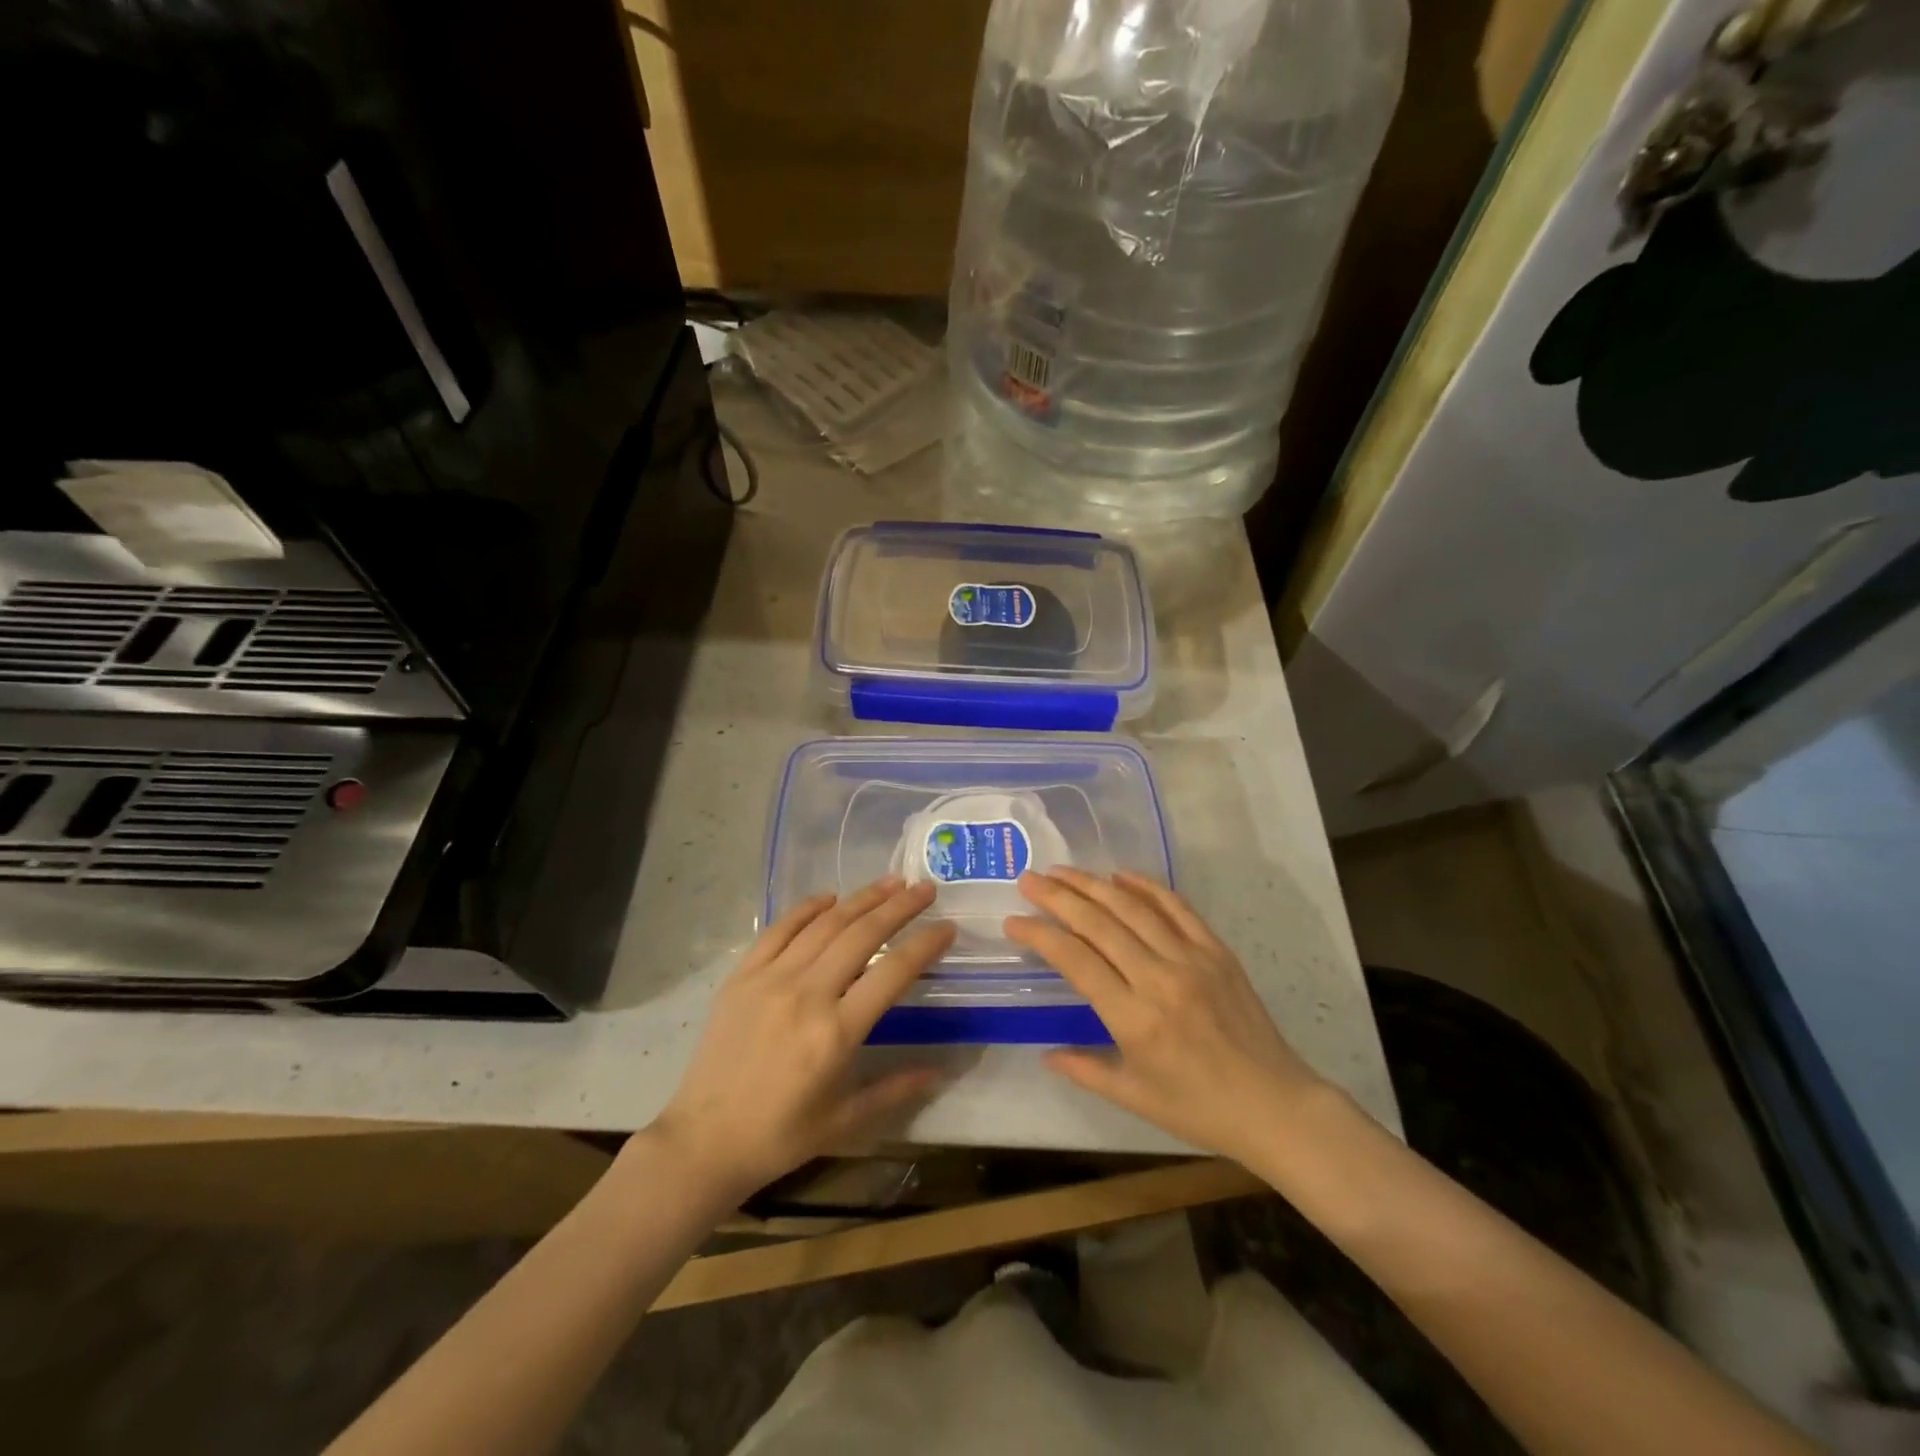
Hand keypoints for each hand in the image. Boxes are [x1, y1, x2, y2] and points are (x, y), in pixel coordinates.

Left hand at [649, 878, 952, 1206]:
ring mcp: (771, 979)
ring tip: (890, 882)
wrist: (704, 1140)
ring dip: (861, 899)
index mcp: (837, 1033)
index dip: (925, 944)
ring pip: (825, 924)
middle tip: (924, 888)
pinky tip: (830, 897)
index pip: (893, 972)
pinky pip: (780, 929)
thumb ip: (896, 1089)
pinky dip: (808, 908)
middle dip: (899, 907)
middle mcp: (807, 994)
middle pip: (862, 935)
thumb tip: (940, 1070)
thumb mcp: (846, 1120)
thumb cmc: (781, 1135)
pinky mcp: (743, 976)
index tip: (947, 925)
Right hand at [1007, 868, 1326, 1165]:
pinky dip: (1146, 886)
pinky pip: (1177, 907)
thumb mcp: (1134, 1098)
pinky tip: (1121, 874)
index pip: (1076, 961)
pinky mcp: (1216, 950)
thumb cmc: (1199, 1109)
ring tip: (1063, 871)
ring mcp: (1192, 959)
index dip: (1040, 935)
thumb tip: (1046, 1054)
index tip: (1014, 920)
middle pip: (1099, 923)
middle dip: (1058, 897)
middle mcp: (1160, 979)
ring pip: (1133, 907)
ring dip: (1093, 884)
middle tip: (1029, 879)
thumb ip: (1085, 1069)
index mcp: (1135, 1019)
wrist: (1276, 1105)